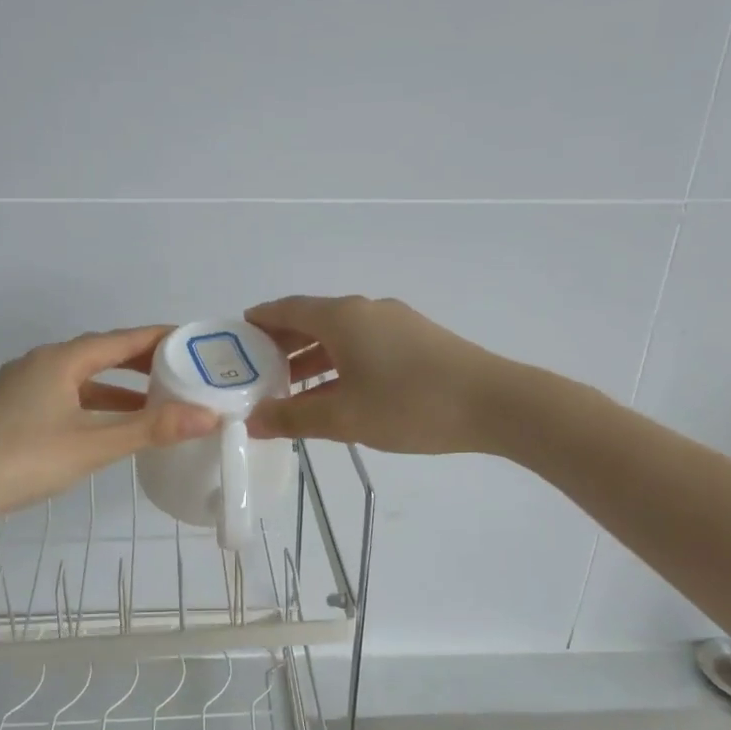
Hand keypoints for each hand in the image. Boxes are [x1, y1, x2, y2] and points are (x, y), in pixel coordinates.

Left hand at [0, 327, 218, 512]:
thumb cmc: (24, 460)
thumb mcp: (93, 444)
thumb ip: (151, 429)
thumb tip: (208, 415)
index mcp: (60, 360)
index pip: (121, 339)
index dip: (159, 338)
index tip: (194, 341)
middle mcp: (41, 363)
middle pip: (101, 354)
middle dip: (141, 362)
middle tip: (182, 371)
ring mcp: (23, 387)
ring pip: (82, 378)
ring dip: (119, 388)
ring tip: (156, 402)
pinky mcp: (14, 410)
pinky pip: (66, 396)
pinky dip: (95, 404)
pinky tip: (108, 426)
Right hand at [244, 295, 509, 453]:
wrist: (495, 403)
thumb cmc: (410, 405)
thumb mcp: (344, 418)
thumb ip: (293, 418)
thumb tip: (250, 420)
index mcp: (342, 318)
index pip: (286, 309)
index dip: (258, 321)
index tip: (235, 338)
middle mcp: (366, 310)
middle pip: (312, 320)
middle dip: (282, 344)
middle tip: (257, 371)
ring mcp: (395, 323)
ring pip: (340, 335)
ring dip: (313, 357)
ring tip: (291, 387)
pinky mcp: (417, 339)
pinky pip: (364, 344)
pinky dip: (341, 362)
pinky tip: (339, 392)